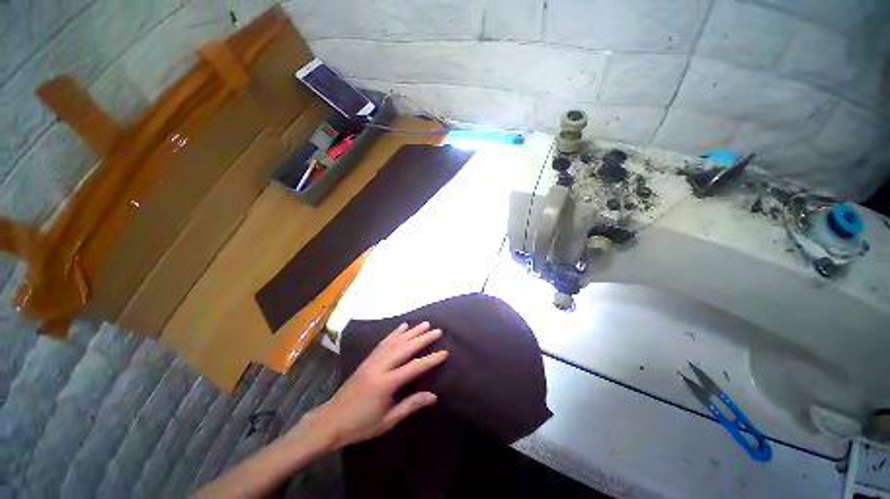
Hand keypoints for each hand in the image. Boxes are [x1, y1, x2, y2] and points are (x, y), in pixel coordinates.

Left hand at [299, 322, 447, 449]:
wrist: (330, 421)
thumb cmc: (361, 425)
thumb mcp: (388, 420)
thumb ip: (410, 405)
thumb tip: (433, 396)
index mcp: (386, 383)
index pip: (413, 368)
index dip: (430, 360)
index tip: (444, 351)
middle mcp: (380, 367)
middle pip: (405, 348)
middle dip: (422, 338)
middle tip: (437, 330)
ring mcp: (372, 360)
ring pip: (395, 341)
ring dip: (411, 331)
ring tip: (424, 324)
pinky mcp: (367, 359)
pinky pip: (383, 342)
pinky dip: (394, 333)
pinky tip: (402, 326)